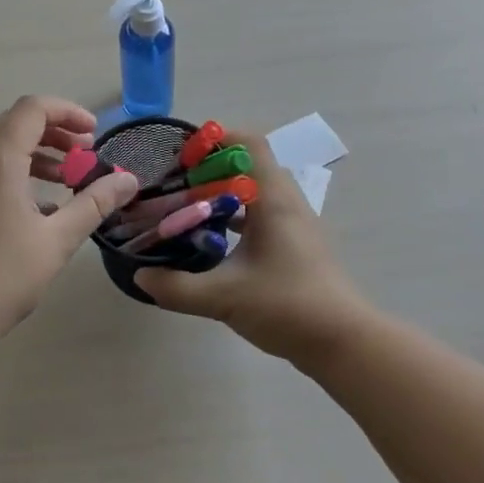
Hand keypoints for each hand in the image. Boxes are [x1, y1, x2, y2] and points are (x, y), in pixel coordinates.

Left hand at [0, 96, 138, 342]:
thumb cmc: (1, 278)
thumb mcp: (57, 241)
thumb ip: (94, 203)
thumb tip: (128, 180)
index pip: (33, 109)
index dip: (68, 112)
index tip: (94, 133)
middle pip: (14, 122)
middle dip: (54, 131)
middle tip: (85, 155)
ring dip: (33, 151)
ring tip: (65, 179)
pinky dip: (12, 168)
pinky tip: (36, 204)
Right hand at [134, 130, 366, 360]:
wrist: (343, 343)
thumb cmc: (287, 306)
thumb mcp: (223, 297)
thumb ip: (176, 286)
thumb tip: (140, 275)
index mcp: (273, 199)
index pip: (248, 143)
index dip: (215, 139)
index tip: (182, 156)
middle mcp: (286, 203)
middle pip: (248, 165)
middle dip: (210, 169)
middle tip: (177, 184)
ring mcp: (294, 225)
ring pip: (255, 193)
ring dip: (223, 195)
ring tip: (188, 210)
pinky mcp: (296, 246)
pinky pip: (262, 216)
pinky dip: (236, 218)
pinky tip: (212, 243)